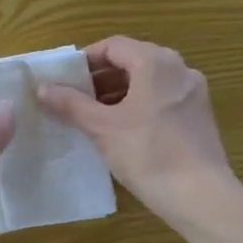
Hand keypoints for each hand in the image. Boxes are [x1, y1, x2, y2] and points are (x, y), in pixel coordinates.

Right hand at [36, 36, 234, 224]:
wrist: (200, 196)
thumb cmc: (148, 154)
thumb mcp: (102, 128)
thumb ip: (71, 104)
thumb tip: (42, 88)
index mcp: (156, 62)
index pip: (113, 46)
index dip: (85, 60)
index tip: (64, 81)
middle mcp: (179, 69)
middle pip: (132, 61)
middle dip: (100, 79)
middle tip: (74, 100)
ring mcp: (193, 93)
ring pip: (148, 82)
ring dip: (118, 94)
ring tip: (92, 118)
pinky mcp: (199, 116)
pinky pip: (162, 99)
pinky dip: (138, 106)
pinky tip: (121, 131)